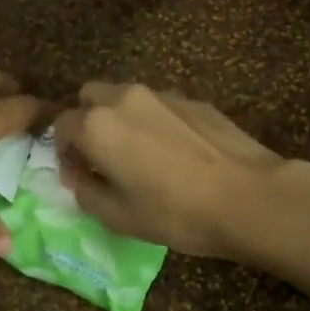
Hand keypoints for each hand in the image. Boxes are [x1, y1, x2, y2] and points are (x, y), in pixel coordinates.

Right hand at [52, 82, 288, 257]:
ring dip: (121, 118)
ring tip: (142, 154)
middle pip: (90, 96)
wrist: (248, 197)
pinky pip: (159, 104)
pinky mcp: (193, 99)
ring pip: (125, 96)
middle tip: (103, 156)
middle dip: (88, 121)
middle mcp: (124, 98)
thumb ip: (85, 190)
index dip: (64, 152)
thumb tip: (77, 173)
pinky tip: (177, 153)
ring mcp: (162, 94)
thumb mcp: (117, 216)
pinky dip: (155, 121)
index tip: (79, 174)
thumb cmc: (174, 212)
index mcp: (97, 125)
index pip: (61, 126)